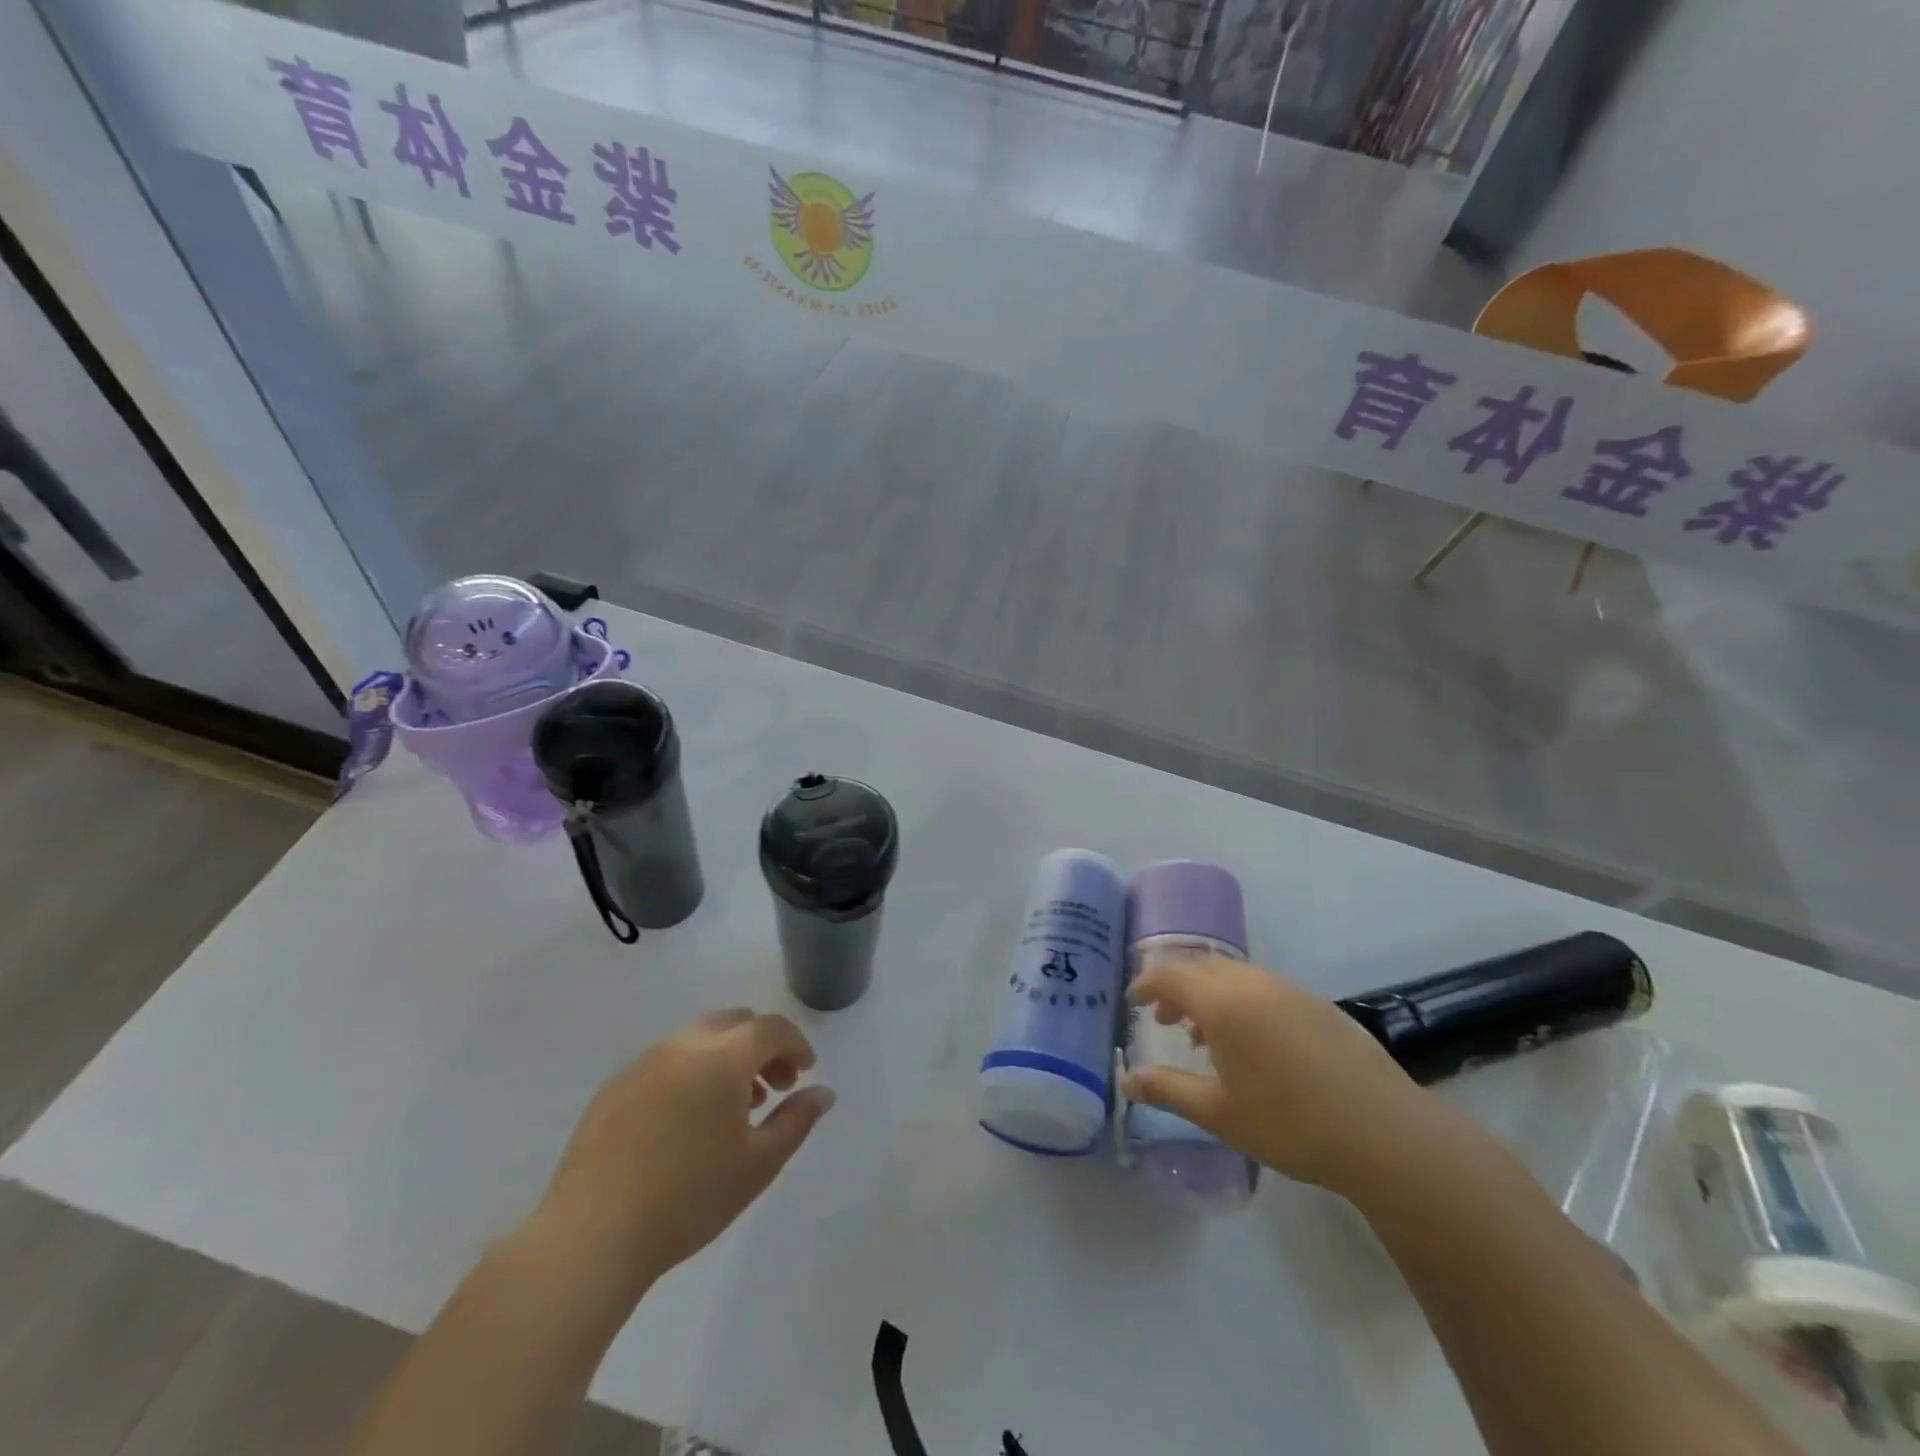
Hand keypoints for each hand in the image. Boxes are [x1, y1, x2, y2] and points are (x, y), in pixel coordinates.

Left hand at [530, 1009, 835, 1294]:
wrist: (591, 1237)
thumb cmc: (688, 1199)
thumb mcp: (758, 1165)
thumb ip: (796, 1120)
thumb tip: (823, 1093)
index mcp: (722, 1057)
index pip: (770, 1028)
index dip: (795, 1043)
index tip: (804, 1071)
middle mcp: (683, 1046)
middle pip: (734, 1022)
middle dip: (761, 1045)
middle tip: (774, 1086)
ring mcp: (643, 1063)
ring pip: (698, 1038)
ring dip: (726, 1057)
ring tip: (733, 1107)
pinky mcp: (613, 1087)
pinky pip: (665, 1062)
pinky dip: (690, 1072)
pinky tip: (685, 1122)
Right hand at [1121, 956, 1451, 1202]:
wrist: (1385, 1134)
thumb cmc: (1290, 1123)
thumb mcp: (1218, 1113)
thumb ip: (1168, 1090)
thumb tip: (1126, 1080)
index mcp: (1222, 1003)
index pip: (1171, 976)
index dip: (1147, 985)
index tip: (1133, 1001)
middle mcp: (1253, 984)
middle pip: (1202, 968)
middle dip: (1177, 988)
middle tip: (1164, 1020)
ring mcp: (1290, 991)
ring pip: (1236, 976)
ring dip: (1211, 995)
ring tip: (1206, 1036)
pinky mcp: (1319, 1005)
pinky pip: (1265, 989)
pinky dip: (1243, 1002)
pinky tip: (1254, 1044)